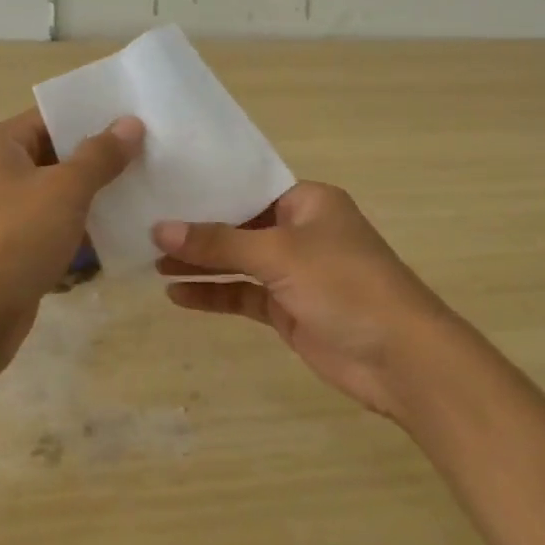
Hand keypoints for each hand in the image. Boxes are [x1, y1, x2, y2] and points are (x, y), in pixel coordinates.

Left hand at [0, 109, 142, 382]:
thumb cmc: (13, 240)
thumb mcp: (64, 190)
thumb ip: (100, 156)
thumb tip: (130, 123)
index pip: (53, 117)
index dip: (95, 117)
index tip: (141, 121)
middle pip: (57, 155)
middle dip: (102, 159)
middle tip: (154, 156)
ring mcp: (3, 214)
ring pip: (59, 195)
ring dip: (97, 197)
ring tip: (149, 192)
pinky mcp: (13, 250)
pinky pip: (55, 229)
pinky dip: (83, 230)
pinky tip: (124, 233)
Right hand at [153, 183, 455, 421]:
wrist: (399, 357)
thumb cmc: (345, 285)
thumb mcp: (279, 254)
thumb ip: (219, 243)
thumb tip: (160, 229)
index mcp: (308, 202)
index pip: (249, 187)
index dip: (208, 190)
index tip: (163, 189)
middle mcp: (300, 231)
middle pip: (239, 226)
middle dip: (197, 231)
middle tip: (145, 229)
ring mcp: (294, 273)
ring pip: (237, 263)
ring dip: (200, 265)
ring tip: (151, 264)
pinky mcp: (288, 309)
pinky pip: (243, 296)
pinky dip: (213, 295)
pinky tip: (177, 296)